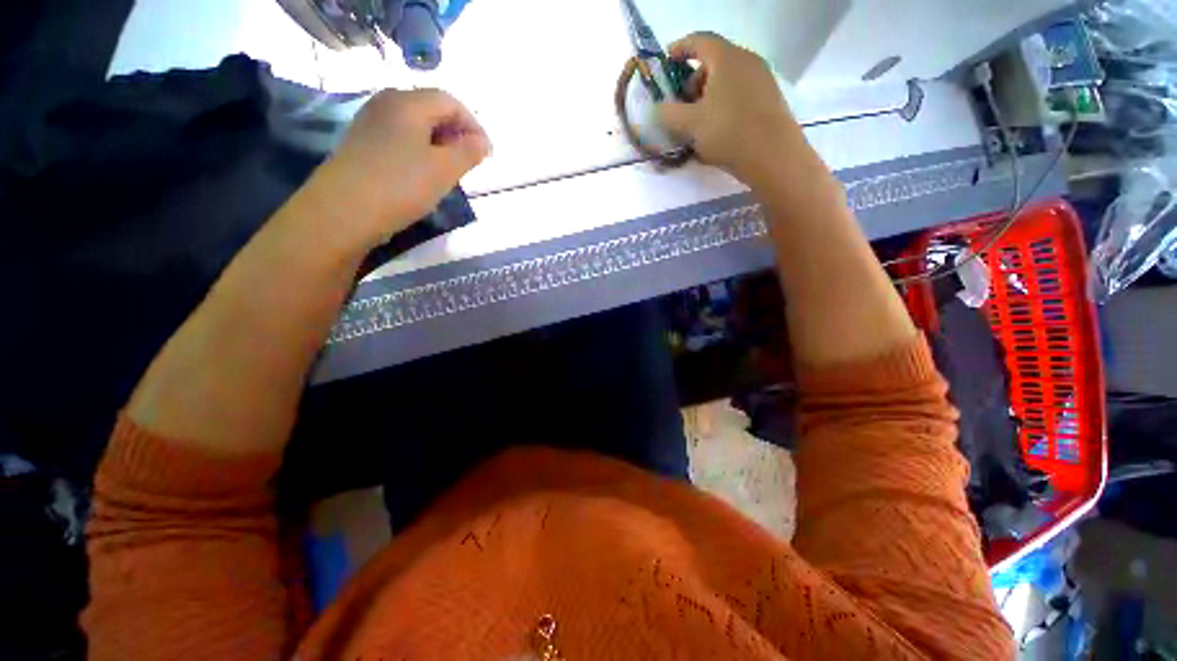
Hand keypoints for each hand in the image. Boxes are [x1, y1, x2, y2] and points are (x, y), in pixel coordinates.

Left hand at [315, 88, 490, 246]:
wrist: (343, 211)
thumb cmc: (401, 186)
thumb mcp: (444, 170)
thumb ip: (469, 152)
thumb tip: (482, 141)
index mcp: (408, 102)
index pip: (451, 102)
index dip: (474, 126)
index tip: (486, 155)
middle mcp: (387, 103)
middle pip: (432, 109)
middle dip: (456, 134)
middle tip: (469, 164)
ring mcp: (371, 122)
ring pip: (416, 126)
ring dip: (439, 144)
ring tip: (449, 172)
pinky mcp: (362, 143)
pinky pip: (400, 138)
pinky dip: (420, 151)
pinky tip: (423, 174)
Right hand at [656, 33, 803, 180]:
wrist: (773, 155)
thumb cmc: (728, 132)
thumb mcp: (690, 125)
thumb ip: (668, 114)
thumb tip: (656, 108)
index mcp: (726, 58)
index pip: (699, 41)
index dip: (680, 48)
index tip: (666, 61)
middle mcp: (746, 60)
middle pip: (713, 61)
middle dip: (693, 80)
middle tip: (681, 105)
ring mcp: (761, 78)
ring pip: (727, 79)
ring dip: (708, 95)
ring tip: (698, 122)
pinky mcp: (769, 98)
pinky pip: (739, 93)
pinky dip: (724, 103)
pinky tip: (718, 129)